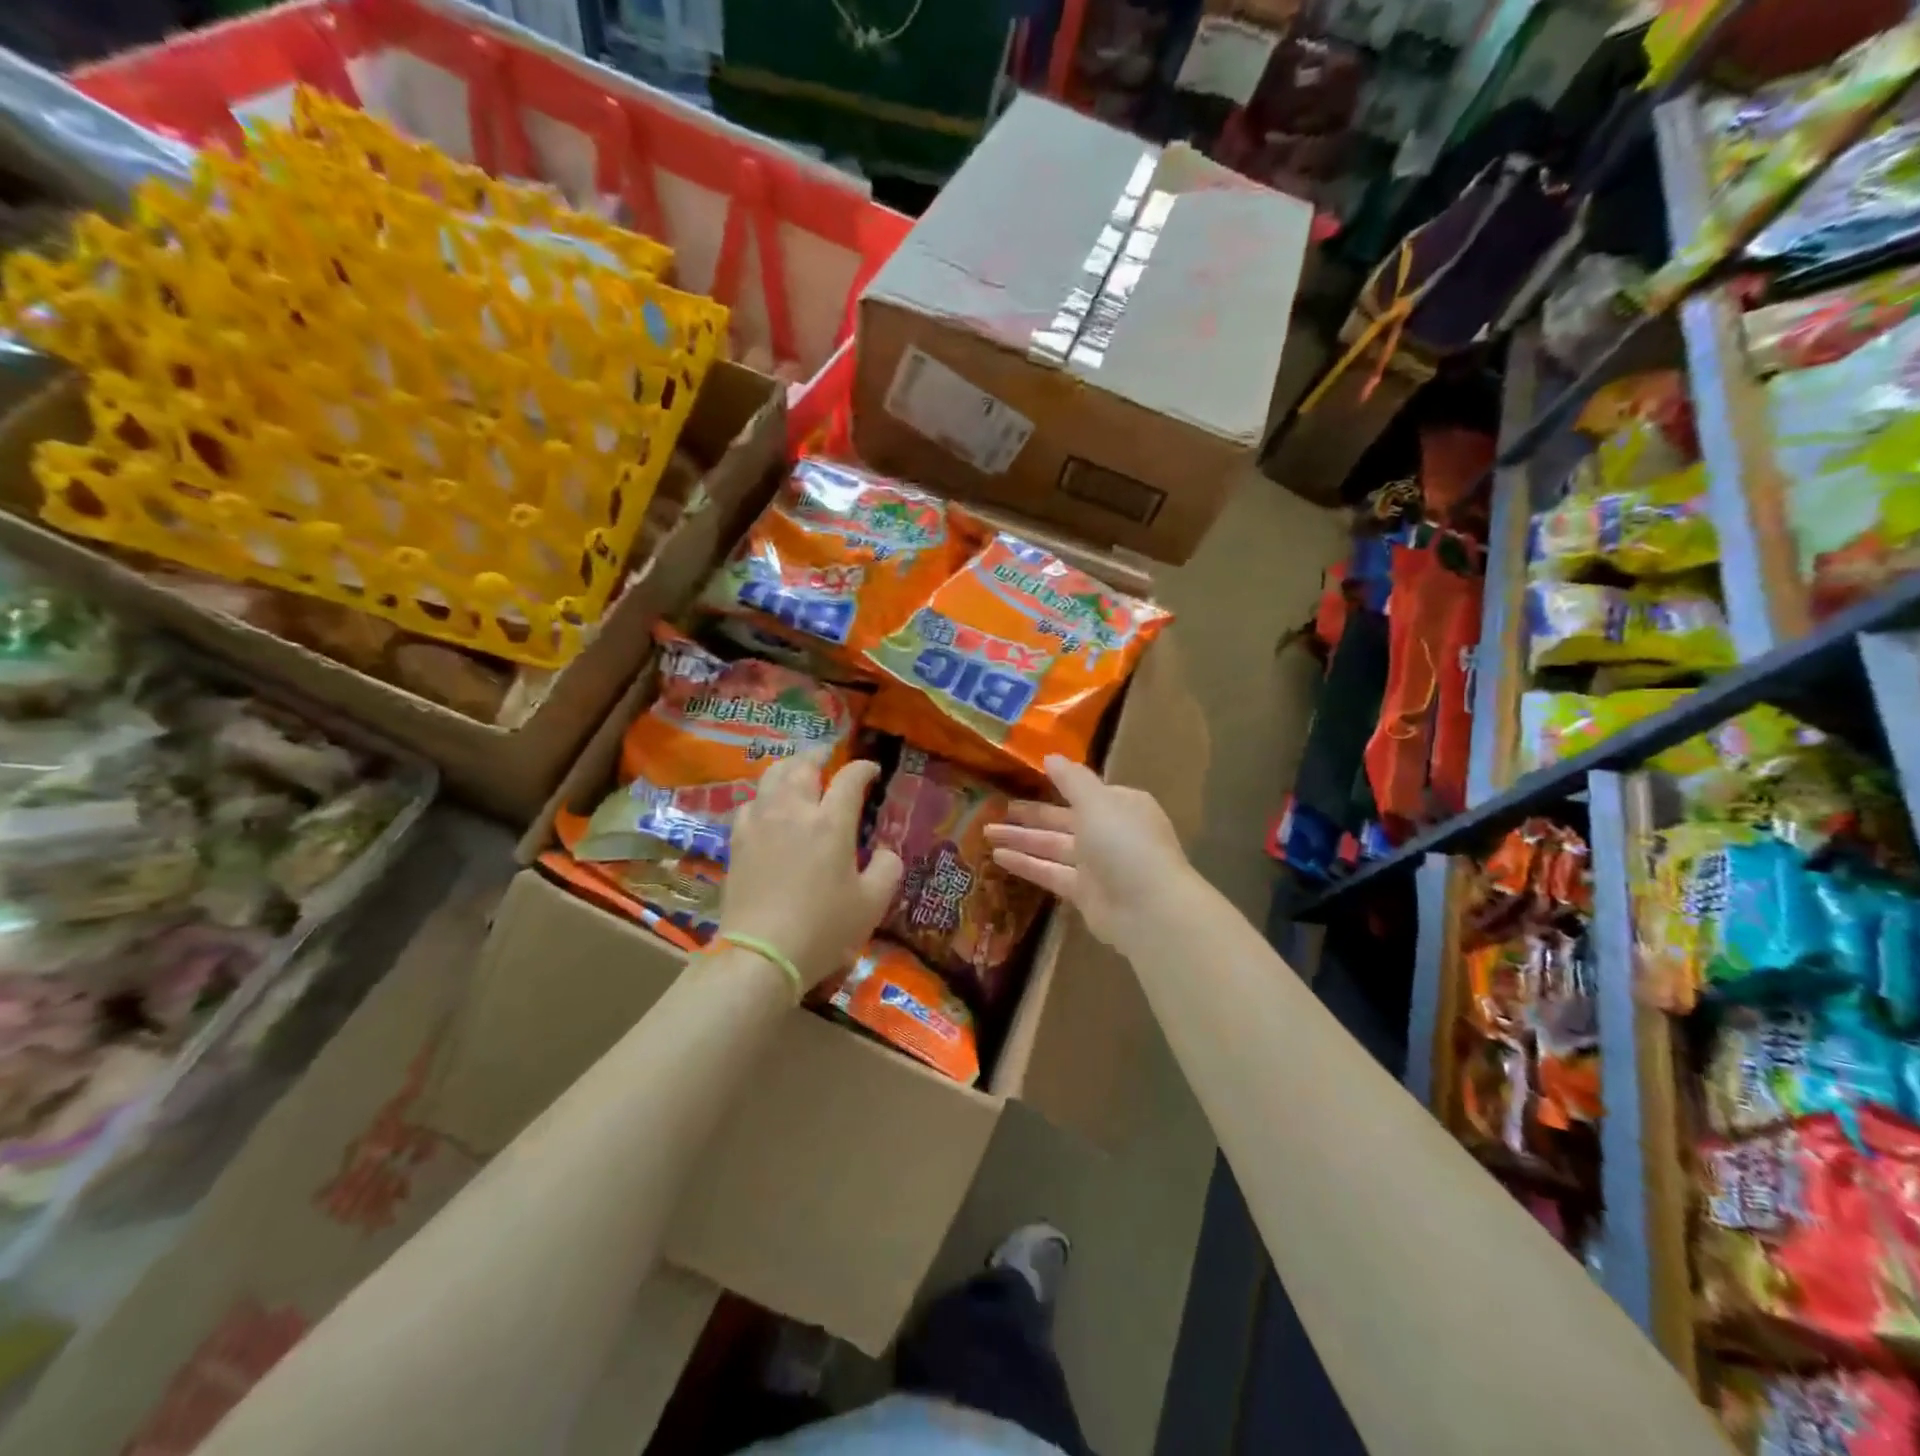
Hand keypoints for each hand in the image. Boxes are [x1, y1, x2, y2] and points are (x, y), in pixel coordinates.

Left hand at [719, 752, 902, 990]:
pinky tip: (768, 807)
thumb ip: (887, 870)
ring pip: (771, 777)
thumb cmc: (823, 929)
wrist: (761, 954)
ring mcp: (760, 823)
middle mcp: (793, 811)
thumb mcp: (872, 904)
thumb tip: (885, 852)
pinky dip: (764, 796)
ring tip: (798, 773)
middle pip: (803, 766)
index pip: (850, 779)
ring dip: (789, 769)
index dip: (863, 769)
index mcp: (831, 823)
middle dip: (820, 756)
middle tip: (829, 759)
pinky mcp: (738, 841)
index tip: (872, 771)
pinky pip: (750, 803)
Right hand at [985, 754, 1198, 948]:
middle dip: (1030, 815)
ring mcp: (1097, 864)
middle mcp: (1109, 832)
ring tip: (986, 831)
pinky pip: (1050, 872)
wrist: (1148, 908)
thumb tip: (1051, 757)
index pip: (1084, 791)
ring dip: (1021, 839)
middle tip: (993, 807)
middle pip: (1063, 819)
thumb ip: (1072, 780)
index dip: (1055, 785)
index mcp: (1120, 805)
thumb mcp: (1097, 802)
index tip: (1023, 780)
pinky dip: (1026, 864)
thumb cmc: (1124, 843)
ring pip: (1053, 846)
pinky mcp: (1084, 893)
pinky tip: (998, 857)